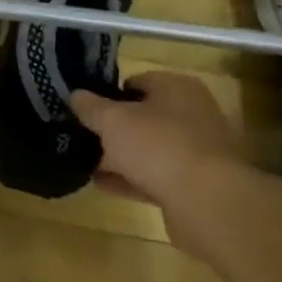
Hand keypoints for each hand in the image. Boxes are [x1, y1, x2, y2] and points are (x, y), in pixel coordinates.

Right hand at [70, 72, 255, 208]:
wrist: (206, 200)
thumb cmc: (158, 145)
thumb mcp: (113, 121)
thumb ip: (91, 107)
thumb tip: (75, 95)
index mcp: (178, 88)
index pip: (138, 81)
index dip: (109, 93)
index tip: (85, 109)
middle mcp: (193, 114)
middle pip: (145, 116)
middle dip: (115, 128)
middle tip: (84, 136)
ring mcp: (197, 151)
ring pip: (150, 149)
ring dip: (121, 156)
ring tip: (86, 162)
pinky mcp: (195, 184)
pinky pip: (155, 176)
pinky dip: (130, 179)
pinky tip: (101, 184)